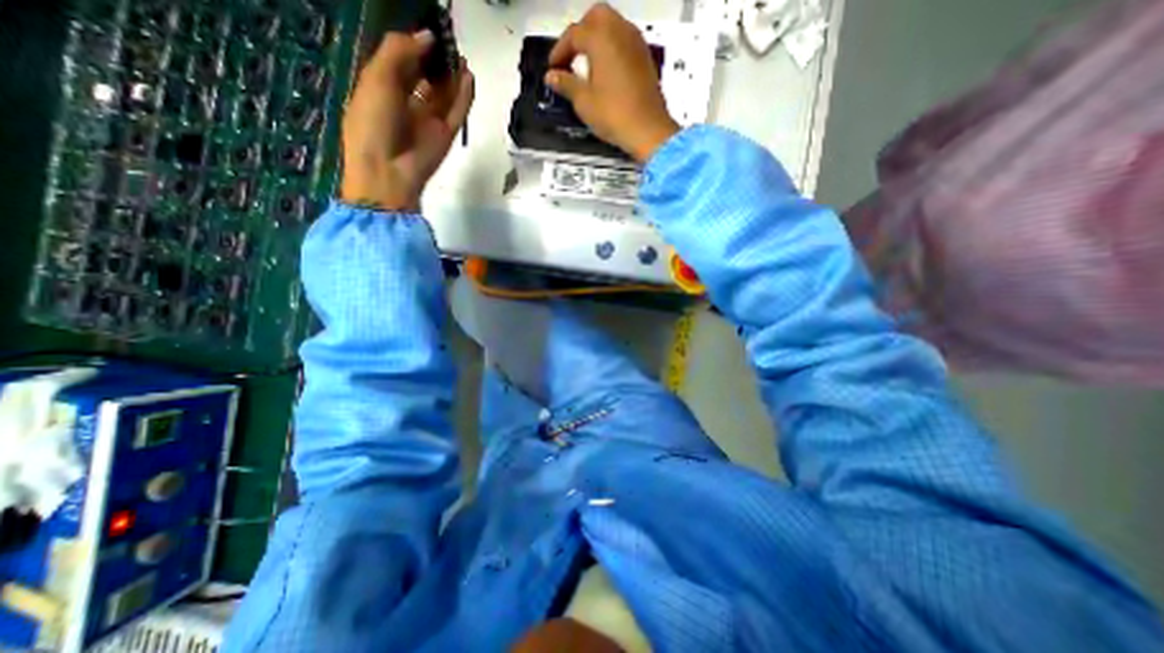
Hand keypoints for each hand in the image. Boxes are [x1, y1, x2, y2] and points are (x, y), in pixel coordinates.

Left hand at [340, 31, 474, 211]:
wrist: (389, 171)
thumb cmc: (373, 123)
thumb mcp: (377, 79)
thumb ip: (399, 52)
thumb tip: (427, 36)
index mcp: (382, 90)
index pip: (401, 63)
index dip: (414, 46)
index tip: (429, 30)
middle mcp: (407, 104)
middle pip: (425, 78)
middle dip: (435, 60)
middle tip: (448, 40)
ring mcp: (429, 121)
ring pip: (444, 94)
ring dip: (452, 76)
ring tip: (460, 54)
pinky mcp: (447, 135)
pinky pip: (457, 112)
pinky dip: (464, 96)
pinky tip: (469, 77)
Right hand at [547, 4, 682, 163]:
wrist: (648, 130)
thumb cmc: (613, 115)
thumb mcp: (584, 102)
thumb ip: (567, 84)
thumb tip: (552, 76)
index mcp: (601, 38)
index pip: (574, 34)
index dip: (559, 50)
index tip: (553, 68)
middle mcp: (620, 31)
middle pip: (596, 17)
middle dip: (580, 34)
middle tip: (571, 57)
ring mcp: (636, 43)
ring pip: (613, 25)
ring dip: (597, 38)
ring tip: (587, 64)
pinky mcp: (646, 57)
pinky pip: (625, 40)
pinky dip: (612, 47)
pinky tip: (606, 70)